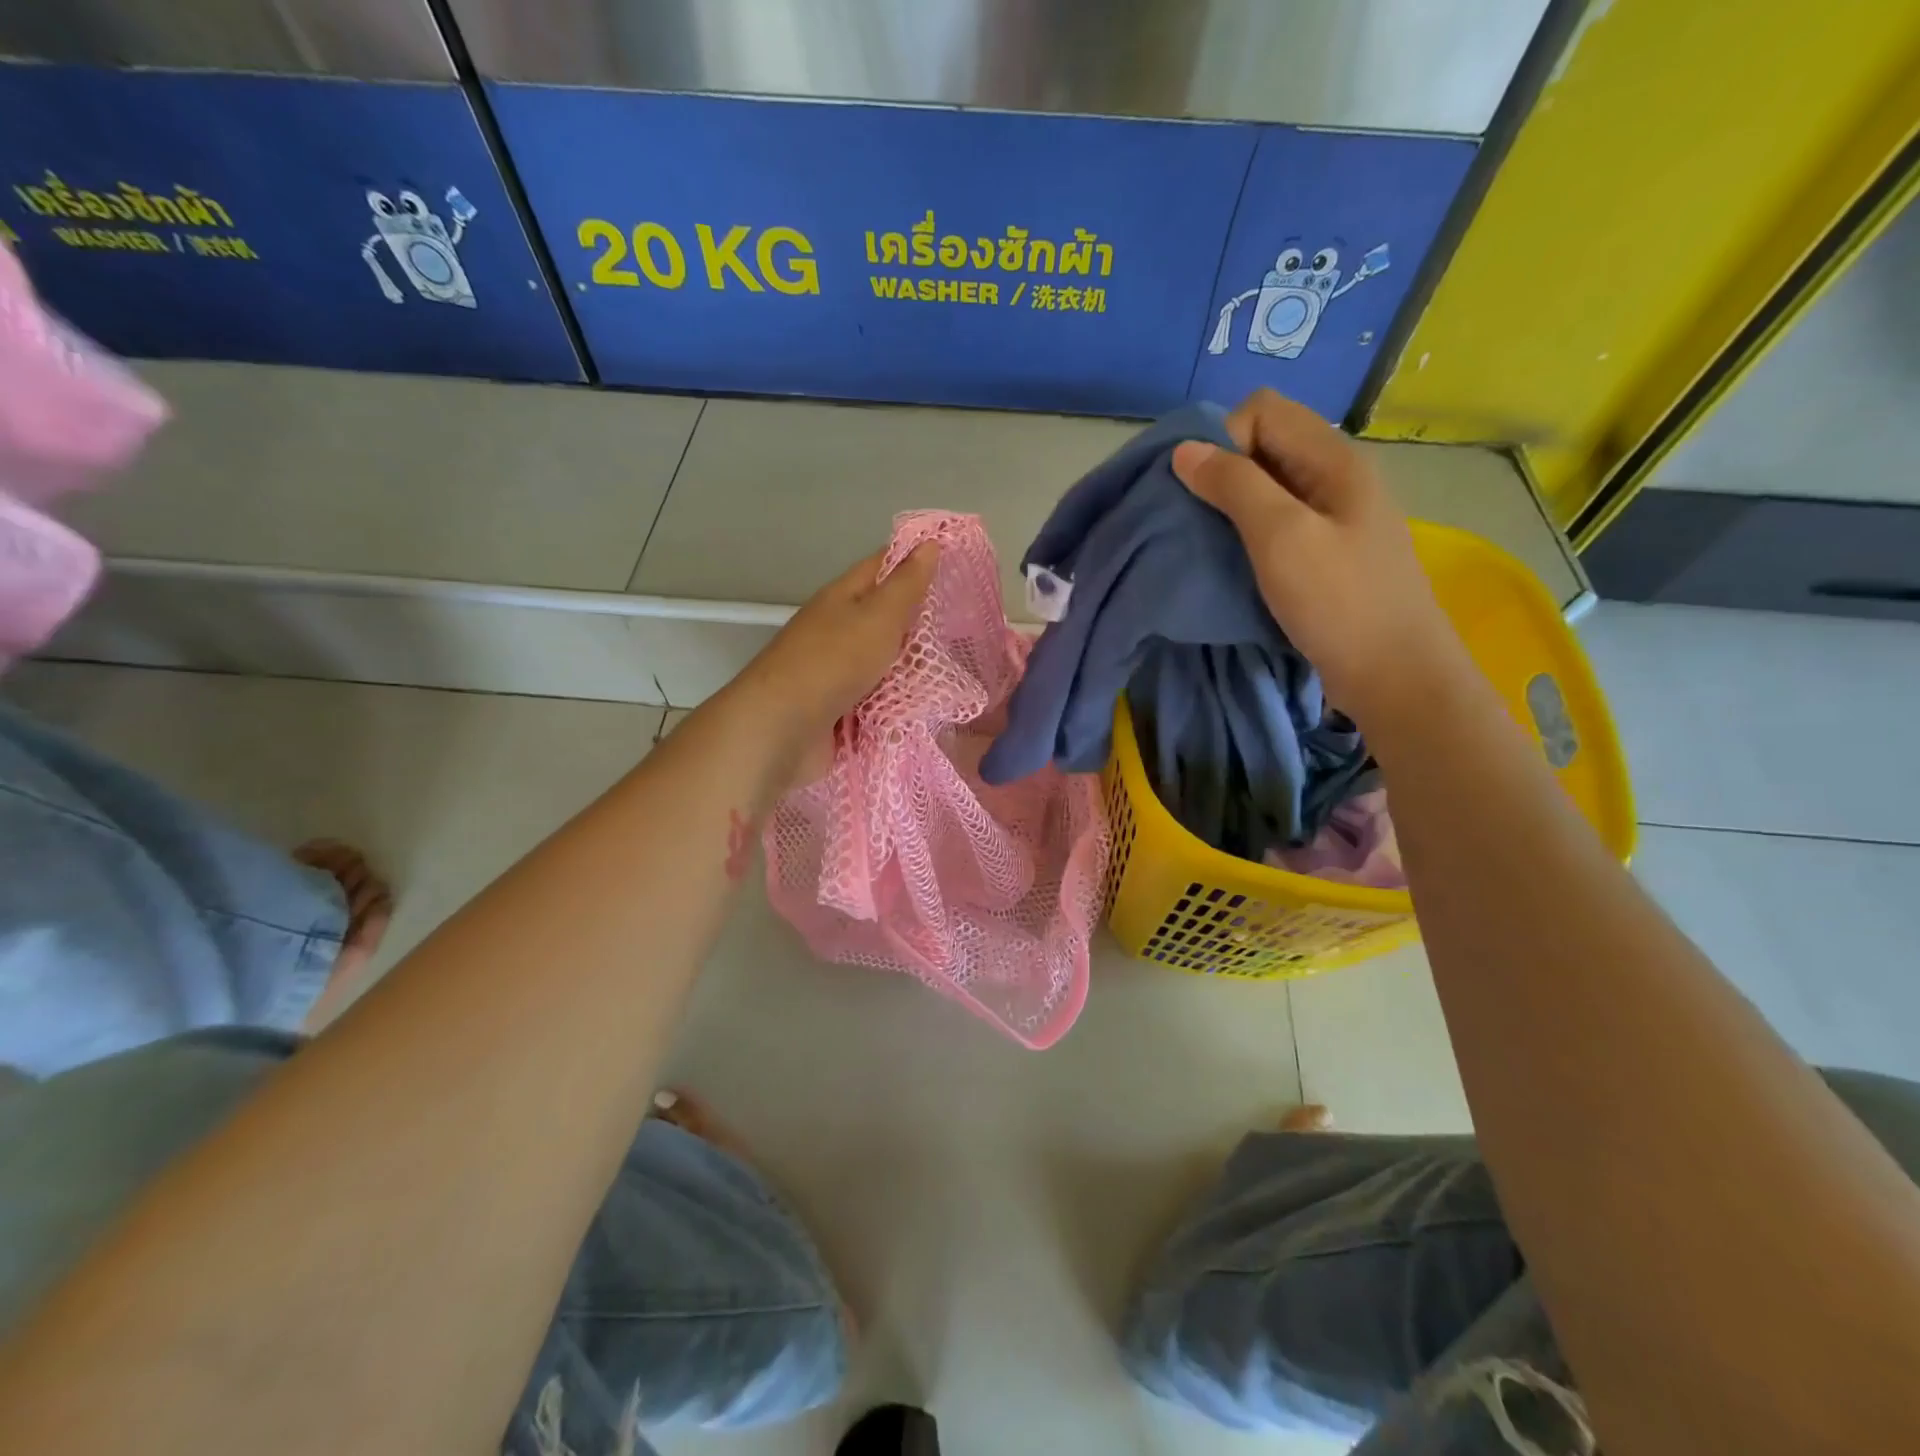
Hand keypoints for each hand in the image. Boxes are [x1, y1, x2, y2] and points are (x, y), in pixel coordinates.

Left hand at [736, 543, 939, 775]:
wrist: (783, 730)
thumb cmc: (833, 662)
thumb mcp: (878, 616)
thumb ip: (906, 585)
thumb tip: (928, 543)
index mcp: (842, 598)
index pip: (883, 566)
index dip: (916, 560)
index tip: (956, 562)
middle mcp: (838, 631)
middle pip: (886, 620)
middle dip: (923, 624)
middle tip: (966, 625)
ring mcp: (838, 673)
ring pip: (886, 664)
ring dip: (914, 669)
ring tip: (957, 670)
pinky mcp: (841, 712)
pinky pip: (880, 701)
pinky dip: (900, 705)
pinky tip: (930, 707)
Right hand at [1172, 389, 1462, 729]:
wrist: (1394, 676)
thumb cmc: (1338, 602)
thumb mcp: (1281, 537)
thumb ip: (1234, 485)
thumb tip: (1184, 450)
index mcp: (1334, 459)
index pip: (1263, 410)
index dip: (1225, 439)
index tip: (1206, 492)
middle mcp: (1336, 478)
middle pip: (1266, 445)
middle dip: (1223, 472)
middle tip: (1198, 520)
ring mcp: (1334, 517)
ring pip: (1269, 488)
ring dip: (1232, 507)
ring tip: (1210, 543)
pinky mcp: (1327, 553)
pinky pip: (1278, 523)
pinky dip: (1248, 534)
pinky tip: (1236, 563)